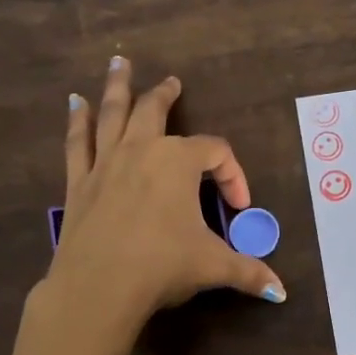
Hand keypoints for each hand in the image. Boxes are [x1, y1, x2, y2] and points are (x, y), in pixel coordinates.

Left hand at [1, 57, 283, 354]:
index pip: (215, 154)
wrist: (98, 287)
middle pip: (155, 111)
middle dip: (165, 95)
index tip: (239, 208)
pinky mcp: (78, 182)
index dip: (233, 175)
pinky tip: (74, 104)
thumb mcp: (213, 266)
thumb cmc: (162, 266)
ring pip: (112, 114)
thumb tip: (281, 291)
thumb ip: (248, 271)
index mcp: (178, 162)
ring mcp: (106, 163)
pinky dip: (77, 122)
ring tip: (118, 63)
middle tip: (172, 82)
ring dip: (118, 87)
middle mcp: (141, 151)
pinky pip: (78, 143)